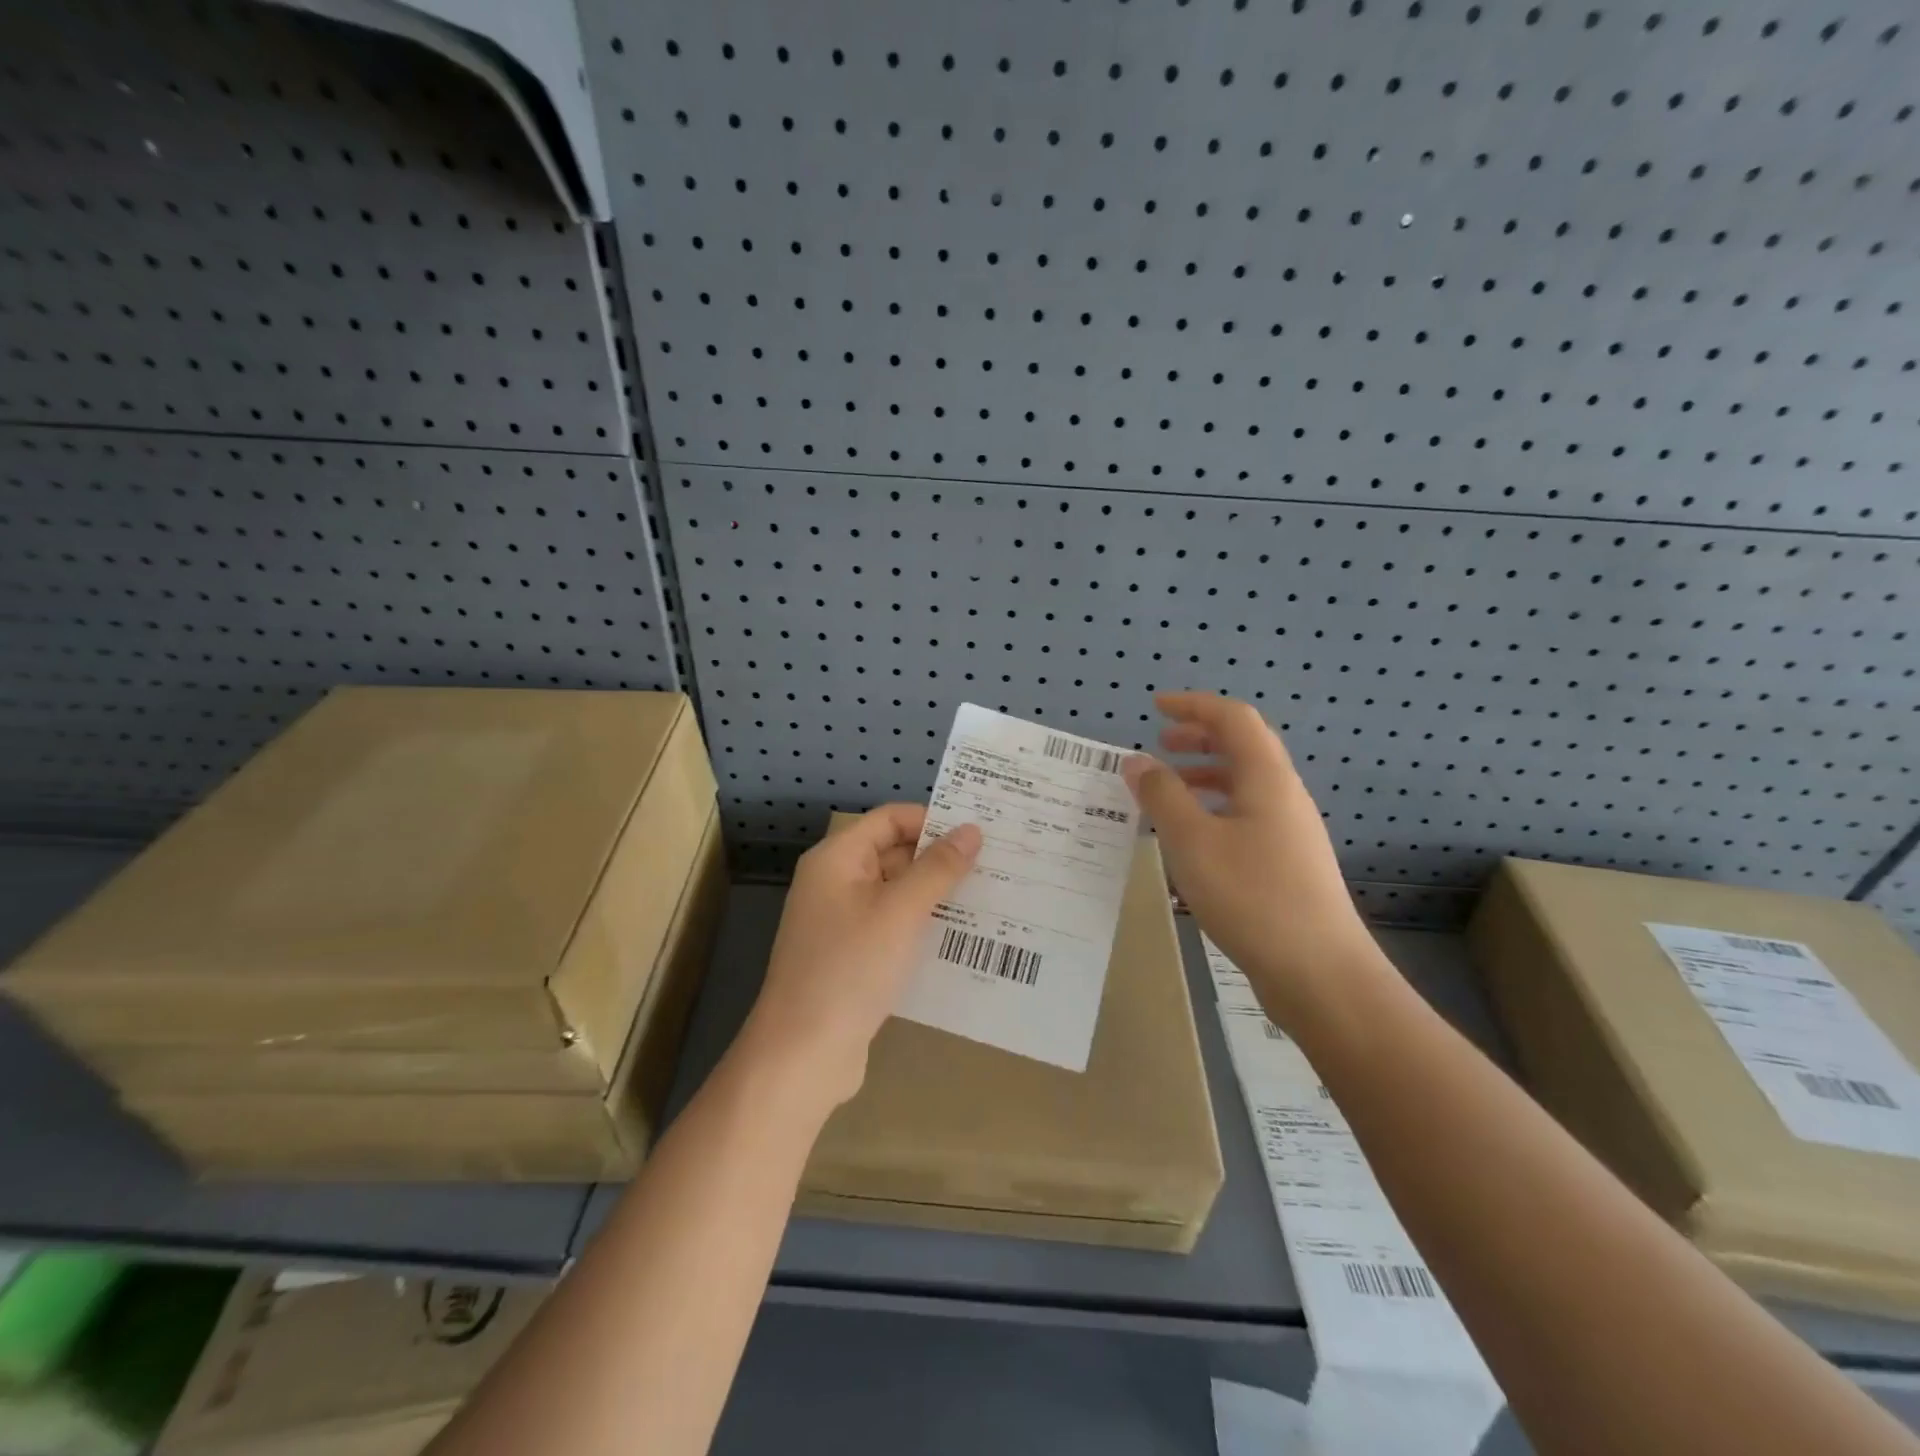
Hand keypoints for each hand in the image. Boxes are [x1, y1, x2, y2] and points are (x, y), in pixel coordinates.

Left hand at [738, 805, 981, 1110]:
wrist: (802, 1054)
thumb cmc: (850, 969)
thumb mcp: (900, 912)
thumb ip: (938, 868)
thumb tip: (971, 830)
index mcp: (837, 859)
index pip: (890, 819)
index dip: (933, 820)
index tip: (980, 831)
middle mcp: (836, 883)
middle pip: (894, 854)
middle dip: (941, 858)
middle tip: (997, 864)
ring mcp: (843, 923)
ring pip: (897, 894)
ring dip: (937, 895)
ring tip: (992, 897)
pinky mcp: (853, 958)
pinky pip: (894, 928)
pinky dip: (923, 927)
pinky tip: (963, 938)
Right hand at [1121, 693, 1375, 1019]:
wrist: (1319, 972)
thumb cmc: (1252, 896)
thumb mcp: (1192, 841)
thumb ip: (1161, 796)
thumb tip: (1137, 761)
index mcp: (1266, 778)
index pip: (1232, 718)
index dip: (1193, 706)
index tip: (1155, 707)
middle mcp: (1284, 795)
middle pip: (1243, 747)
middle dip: (1199, 738)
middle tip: (1160, 746)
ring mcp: (1290, 830)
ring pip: (1244, 784)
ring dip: (1204, 775)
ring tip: (1167, 792)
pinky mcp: (1288, 862)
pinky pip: (1246, 816)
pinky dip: (1213, 809)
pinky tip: (1191, 839)